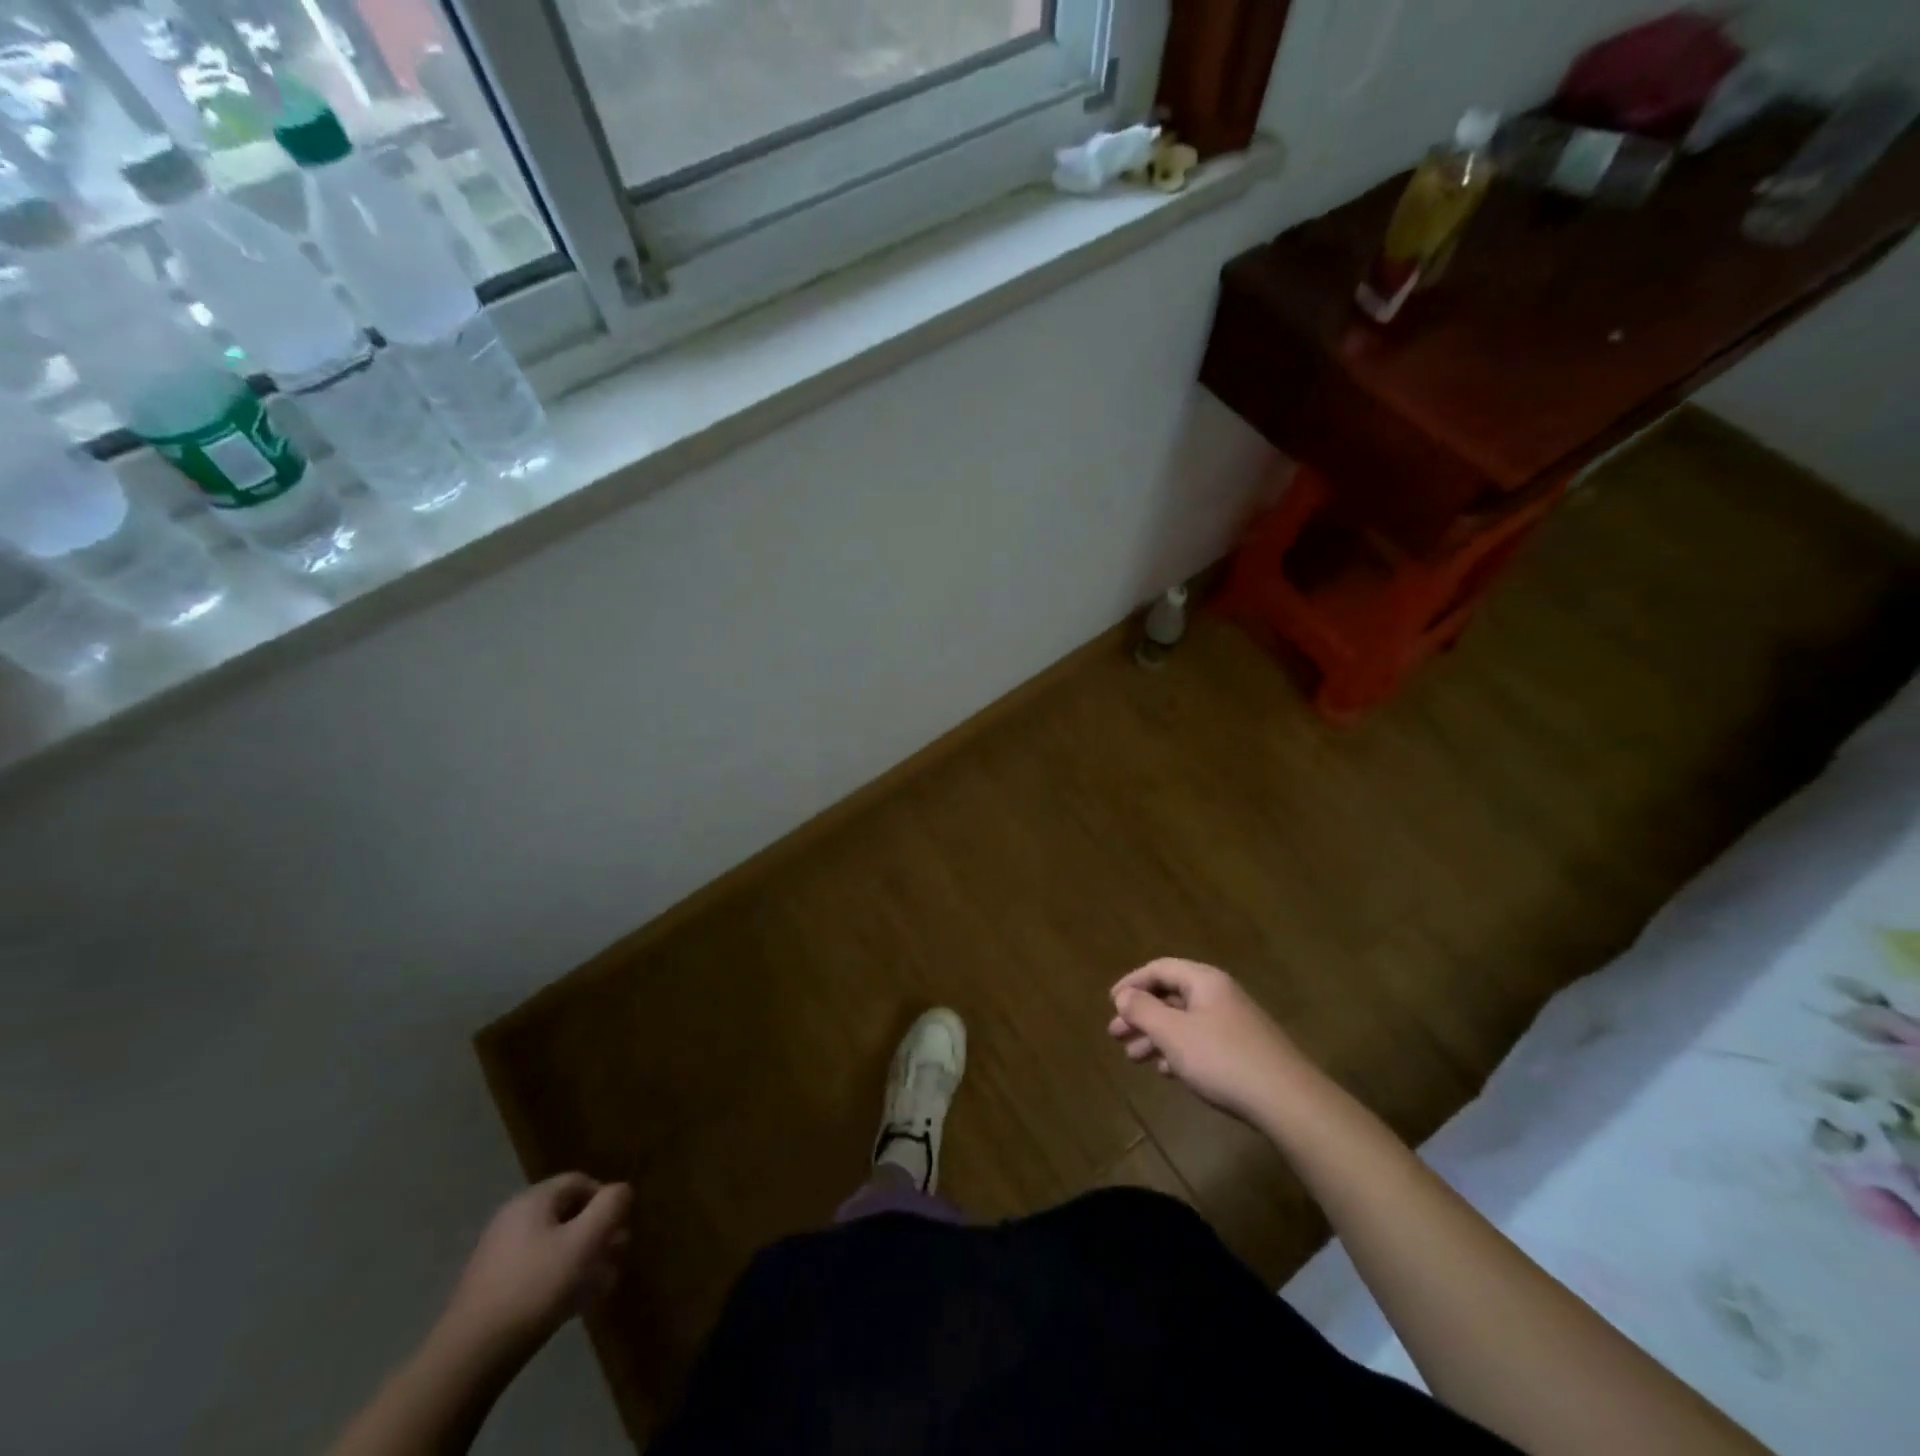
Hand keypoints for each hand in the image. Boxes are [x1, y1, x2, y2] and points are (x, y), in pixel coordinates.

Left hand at [439, 1174, 631, 1357]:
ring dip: (583, 1259)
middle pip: (567, 1214)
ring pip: (554, 1246)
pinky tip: (575, 1304)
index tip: (620, 1227)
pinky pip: (536, 1272)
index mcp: (533, 1201)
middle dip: (597, 1232)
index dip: (606, 1199)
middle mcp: (513, 1221)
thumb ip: (610, 1207)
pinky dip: (560, 1280)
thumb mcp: (584, 1242)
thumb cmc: (535, 1288)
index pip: (580, 1182)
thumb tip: (621, 1191)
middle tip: (617, 1255)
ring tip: (602, 1283)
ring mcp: (498, 1257)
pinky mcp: (492, 1291)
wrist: (469, 1358)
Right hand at [1107, 958, 1309, 1124]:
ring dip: (1156, 1036)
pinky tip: (1165, 1071)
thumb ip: (1143, 1011)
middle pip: (1171, 996)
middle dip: (1141, 1014)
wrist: (1287, 1101)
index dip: (1132, 983)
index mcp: (1204, 981)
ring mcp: (1234, 1023)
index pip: (1160, 969)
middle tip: (1115, 1035)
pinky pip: (1201, 1041)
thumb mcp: (1173, 1033)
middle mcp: (1220, 995)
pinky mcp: (1243, 1051)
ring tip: (1133, 1058)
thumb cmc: (1222, 1059)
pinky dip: (1178, 1051)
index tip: (1111, 1003)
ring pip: (1184, 1022)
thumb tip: (1123, 996)